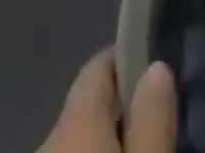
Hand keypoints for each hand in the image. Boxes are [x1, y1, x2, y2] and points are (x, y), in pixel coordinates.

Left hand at [38, 50, 174, 152]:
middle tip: (152, 119)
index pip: (98, 65)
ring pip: (75, 140)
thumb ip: (152, 119)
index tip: (156, 65)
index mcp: (73, 119)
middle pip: (87, 106)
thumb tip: (157, 67)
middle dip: (117, 109)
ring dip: (102, 140)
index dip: (129, 60)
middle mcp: (47, 137)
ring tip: (137, 145)